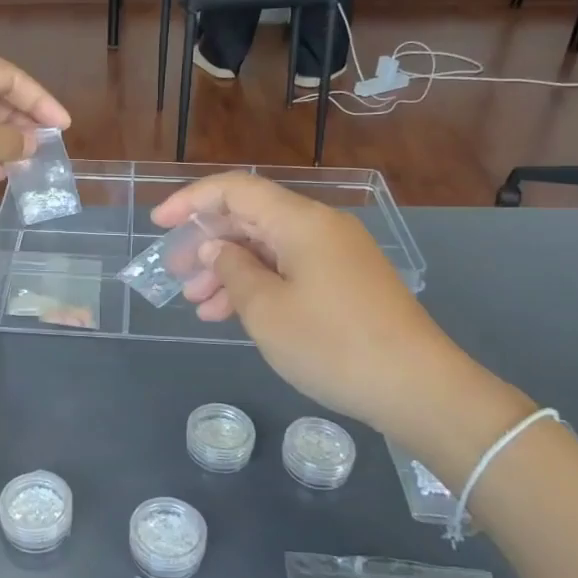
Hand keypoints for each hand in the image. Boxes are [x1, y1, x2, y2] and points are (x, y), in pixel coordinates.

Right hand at [151, 173, 533, 476]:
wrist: (418, 388)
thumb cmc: (332, 344)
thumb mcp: (267, 310)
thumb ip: (233, 270)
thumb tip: (217, 248)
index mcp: (300, 222)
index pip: (236, 190)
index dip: (192, 200)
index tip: (159, 224)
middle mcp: (319, 228)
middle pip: (251, 218)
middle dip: (207, 242)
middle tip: (176, 274)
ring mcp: (336, 256)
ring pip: (268, 248)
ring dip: (229, 271)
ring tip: (198, 305)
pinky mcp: (345, 283)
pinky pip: (289, 271)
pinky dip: (257, 286)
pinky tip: (231, 314)